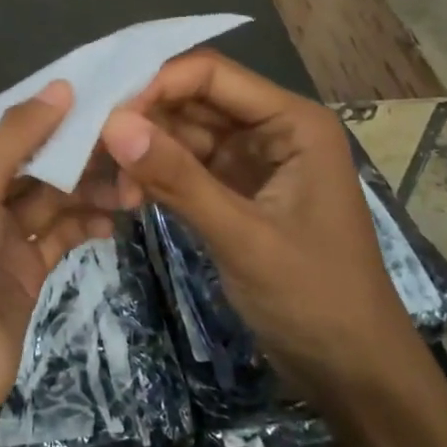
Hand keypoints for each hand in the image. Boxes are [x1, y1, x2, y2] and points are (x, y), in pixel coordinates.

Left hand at [0, 81, 111, 438]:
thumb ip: (17, 137)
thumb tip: (61, 86)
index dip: (41, 111)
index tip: (92, 93)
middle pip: (30, 162)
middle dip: (73, 152)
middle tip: (125, 136)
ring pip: (51, 198)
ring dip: (87, 188)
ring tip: (131, 180)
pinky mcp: (26, 270)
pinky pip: (61, 235)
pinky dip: (87, 223)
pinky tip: (117, 215)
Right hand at [98, 51, 415, 391]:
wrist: (352, 371)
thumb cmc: (314, 298)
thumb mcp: (243, 237)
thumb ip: (178, 179)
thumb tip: (113, 125)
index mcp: (292, 122)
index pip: (212, 75)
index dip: (156, 85)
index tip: (106, 117)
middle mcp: (272, 130)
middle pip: (194, 101)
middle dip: (145, 121)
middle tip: (94, 151)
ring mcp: (253, 162)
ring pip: (185, 136)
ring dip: (146, 153)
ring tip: (111, 185)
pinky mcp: (237, 193)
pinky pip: (187, 169)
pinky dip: (158, 177)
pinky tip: (128, 196)